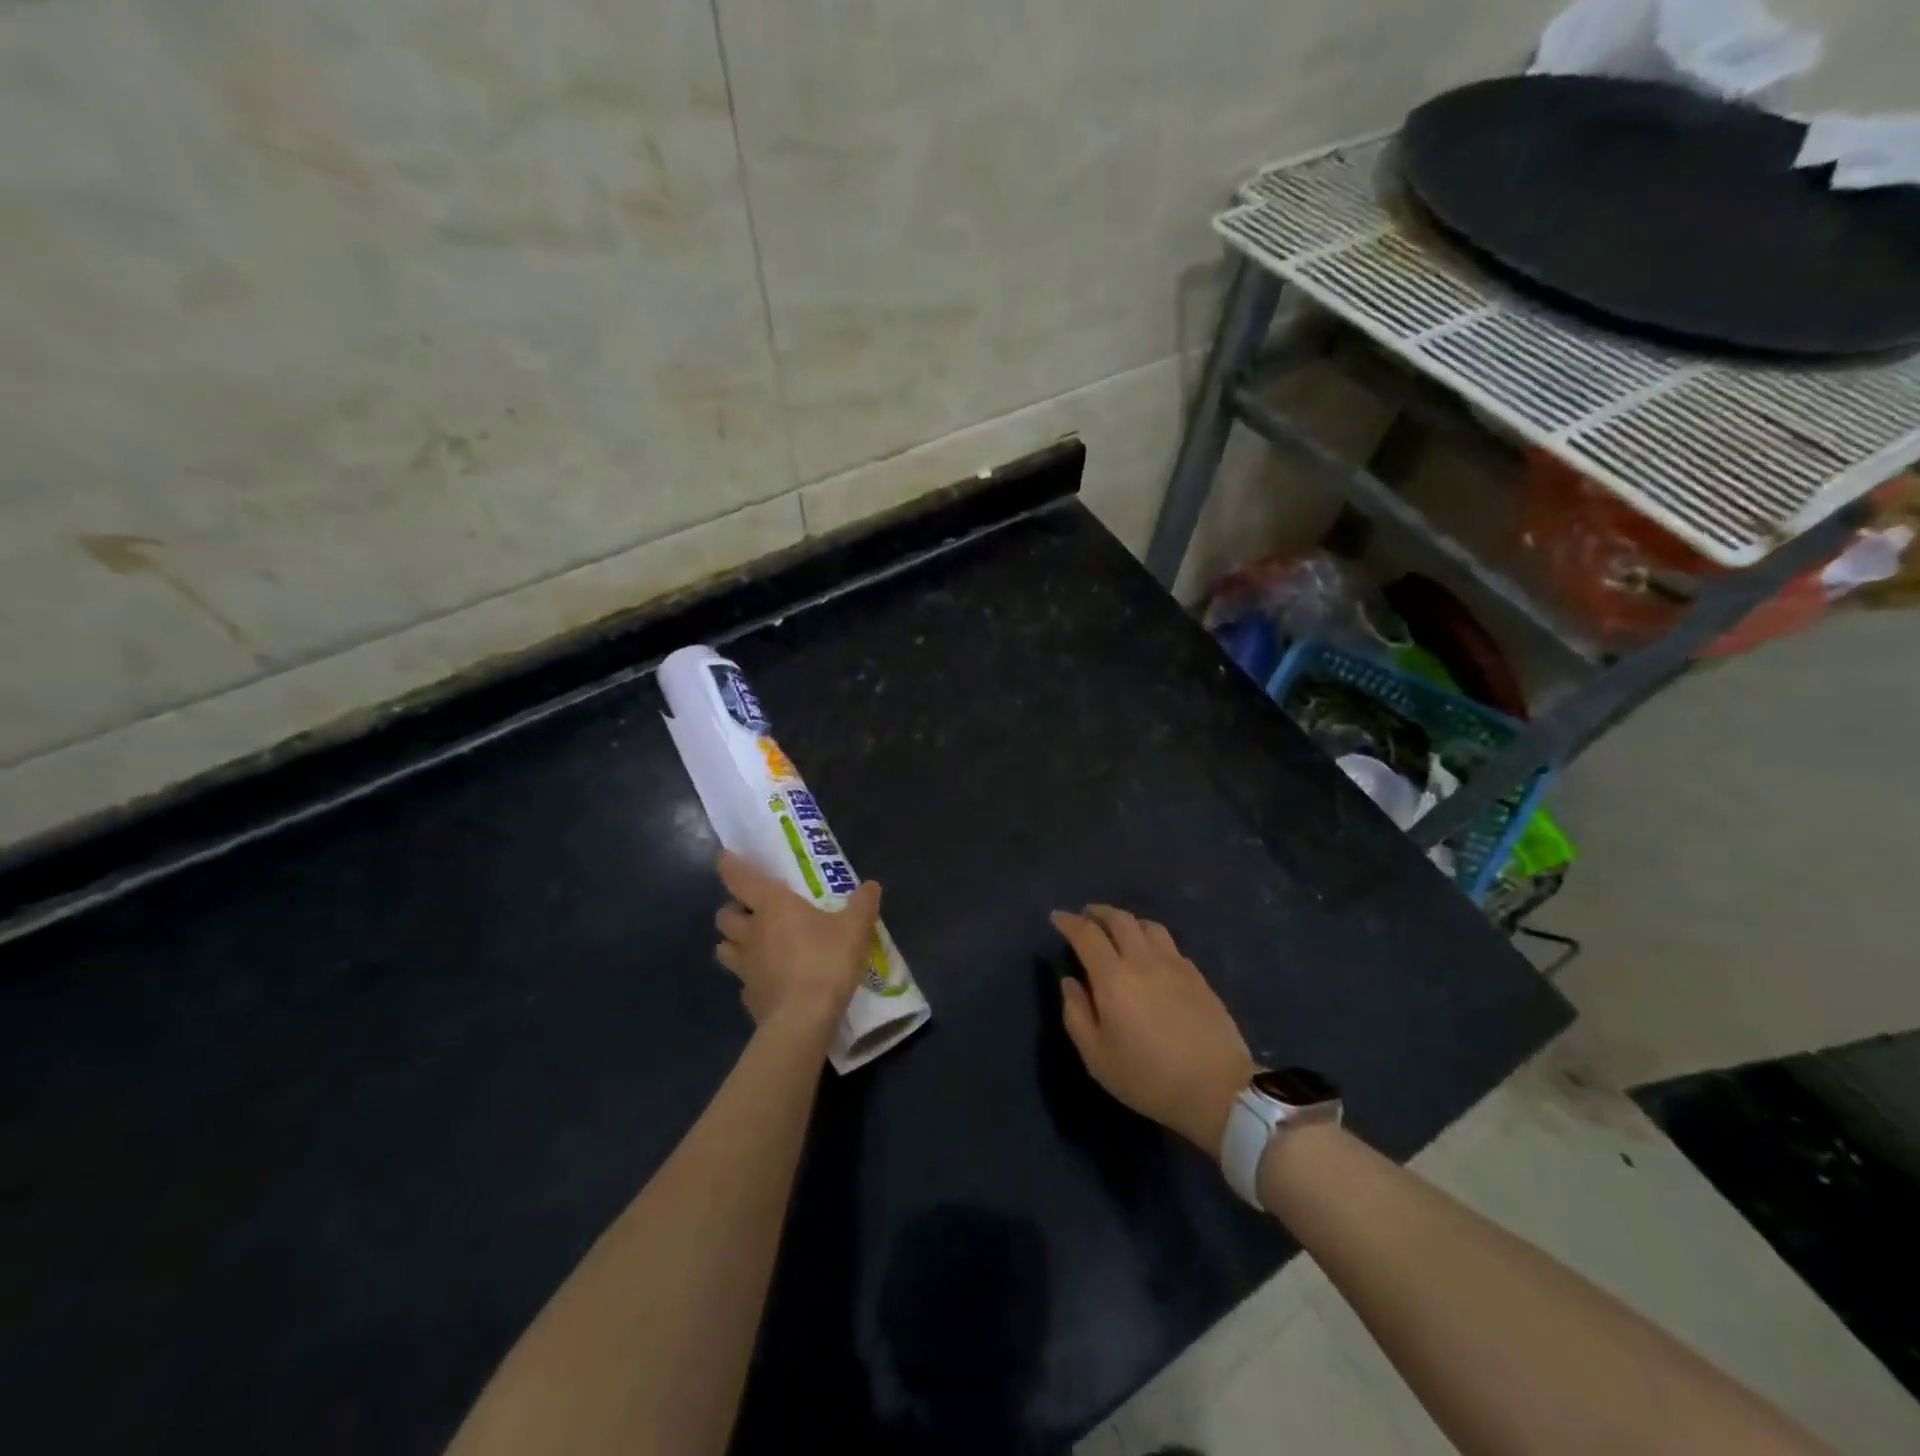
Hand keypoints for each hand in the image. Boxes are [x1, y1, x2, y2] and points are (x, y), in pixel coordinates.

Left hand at [714, 851, 881, 1032]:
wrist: (803, 1020)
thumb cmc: (826, 961)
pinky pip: (743, 981)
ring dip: (733, 943)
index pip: (738, 878)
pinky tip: (770, 982)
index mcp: (772, 906)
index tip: (724, 857)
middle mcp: (751, 932)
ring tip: (754, 945)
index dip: (729, 865)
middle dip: (733, 910)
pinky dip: (752, 978)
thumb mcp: (855, 928)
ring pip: (724, 948)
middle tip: (753, 911)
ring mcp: (745, 967)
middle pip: (724, 915)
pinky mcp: (748, 997)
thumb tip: (871, 885)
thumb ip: (862, 904)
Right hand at [1052, 906, 1256, 1153]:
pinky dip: (1151, 939)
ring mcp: (1175, 965)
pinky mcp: (1198, 976)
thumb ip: (1076, 1014)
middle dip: (1098, 912)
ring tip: (1118, 931)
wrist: (1217, 1090)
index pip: (1087, 934)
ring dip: (1127, 921)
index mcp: (1113, 977)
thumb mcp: (1097, 1057)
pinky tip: (1150, 956)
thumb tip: (1070, 981)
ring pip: (1148, 925)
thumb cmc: (1148, 1078)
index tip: (1057, 917)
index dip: (1069, 921)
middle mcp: (1143, 960)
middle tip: (1085, 916)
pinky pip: (1169, 944)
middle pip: (1119, 919)